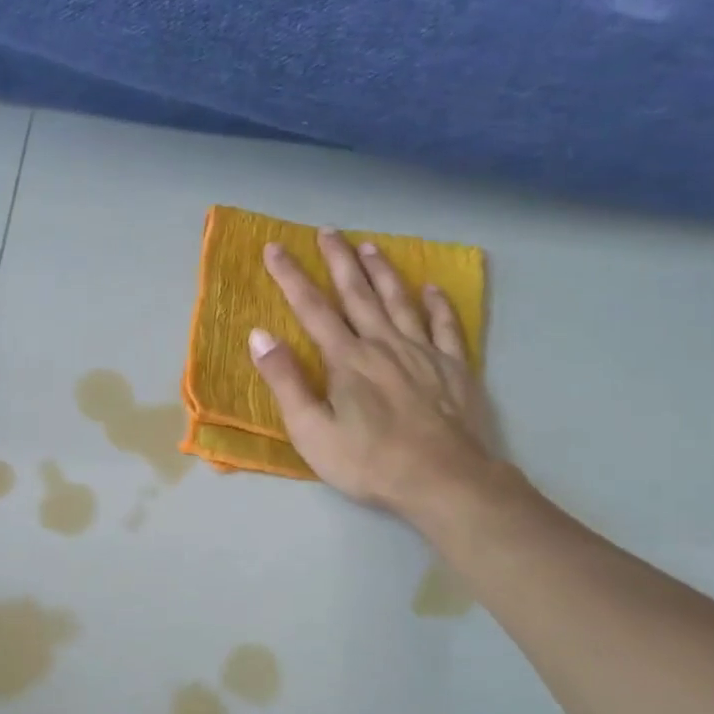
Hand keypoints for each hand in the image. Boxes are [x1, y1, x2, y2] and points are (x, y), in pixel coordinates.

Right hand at [249, 230, 500, 529]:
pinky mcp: (454, 368)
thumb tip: (260, 334)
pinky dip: (438, 304)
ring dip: (383, 272)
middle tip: (328, 231)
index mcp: (347, 359)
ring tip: (371, 246)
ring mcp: (423, 353)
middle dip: (339, 260)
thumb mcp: (312, 431)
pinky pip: (446, 326)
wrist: (445, 481)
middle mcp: (384, 345)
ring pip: (400, 301)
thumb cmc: (369, 462)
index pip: (312, 308)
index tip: (274, 248)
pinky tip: (432, 288)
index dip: (291, 276)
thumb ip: (285, 381)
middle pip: (358, 293)